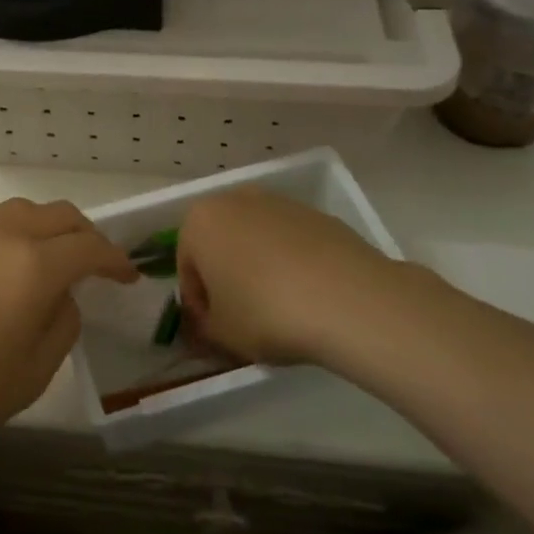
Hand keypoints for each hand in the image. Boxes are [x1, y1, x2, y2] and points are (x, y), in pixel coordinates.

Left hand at [0, 198, 136, 472]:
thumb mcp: (32, 374)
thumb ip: (61, 324)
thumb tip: (60, 296)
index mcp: (34, 267)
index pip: (90, 249)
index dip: (115, 260)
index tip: (126, 275)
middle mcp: (1, 232)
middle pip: (58, 216)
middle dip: (84, 236)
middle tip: (94, 261)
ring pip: (17, 209)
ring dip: (41, 227)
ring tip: (42, 253)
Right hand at [177, 187, 419, 365]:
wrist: (347, 299)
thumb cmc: (265, 312)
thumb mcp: (221, 334)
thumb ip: (204, 326)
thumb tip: (208, 322)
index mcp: (200, 221)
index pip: (186, 265)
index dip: (197, 302)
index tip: (213, 329)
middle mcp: (235, 200)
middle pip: (221, 243)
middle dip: (226, 277)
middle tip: (241, 316)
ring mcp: (280, 203)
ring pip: (256, 240)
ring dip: (259, 268)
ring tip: (279, 308)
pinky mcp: (317, 215)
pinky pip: (291, 243)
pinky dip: (292, 264)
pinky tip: (307, 297)